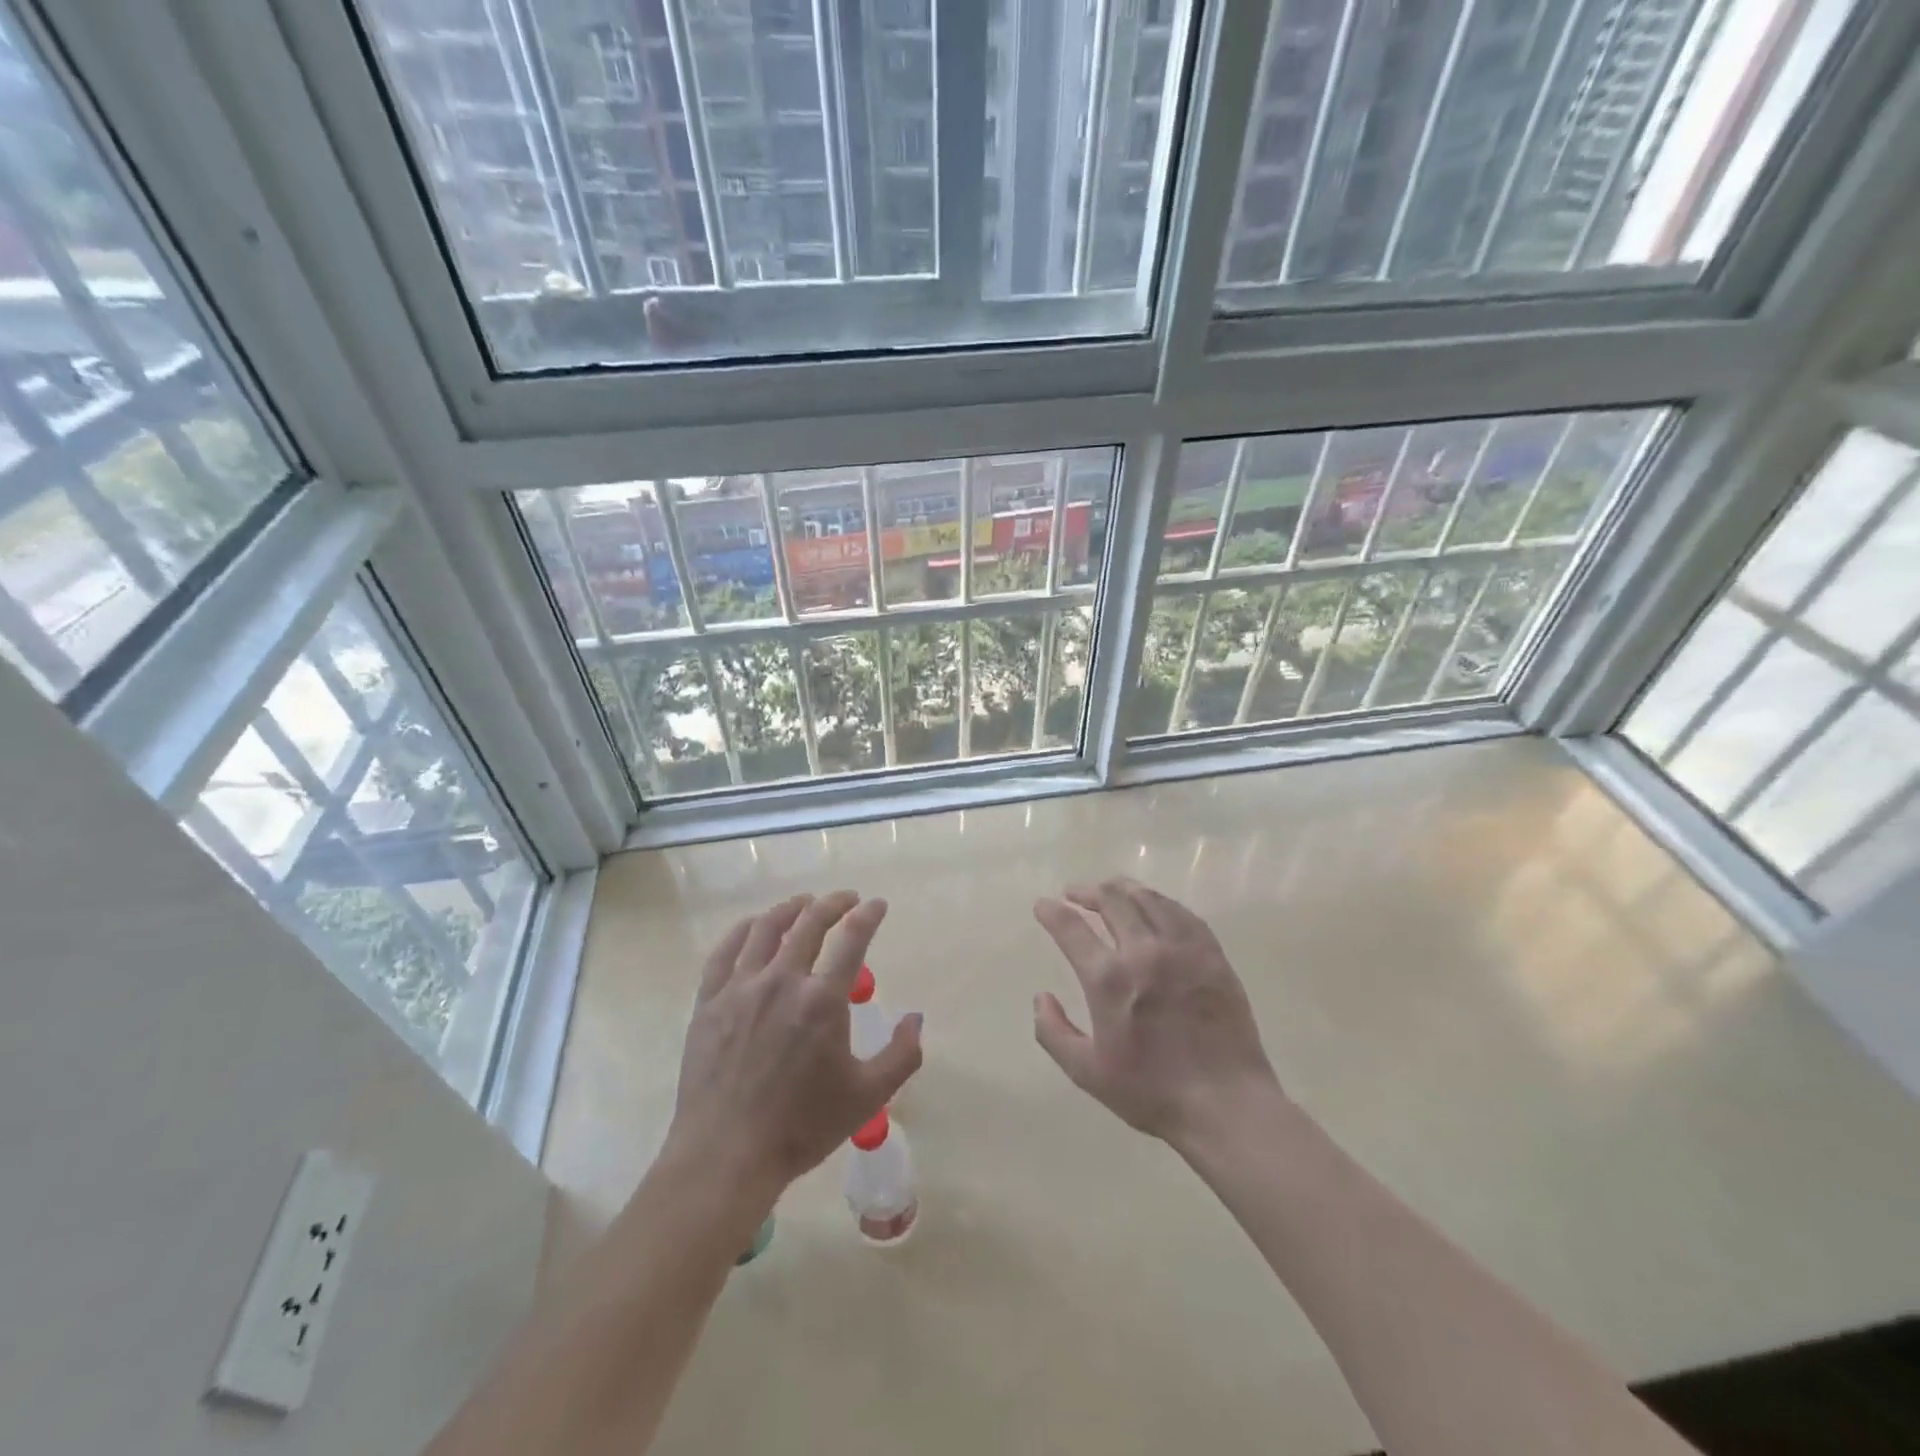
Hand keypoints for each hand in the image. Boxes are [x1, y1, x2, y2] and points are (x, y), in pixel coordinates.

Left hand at [664, 892, 922, 1201]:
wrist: (726, 1155)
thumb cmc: (802, 1127)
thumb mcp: (867, 1097)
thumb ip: (902, 1055)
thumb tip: (916, 1018)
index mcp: (822, 1000)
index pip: (852, 939)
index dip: (868, 915)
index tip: (877, 905)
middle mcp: (782, 981)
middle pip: (809, 923)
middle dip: (833, 904)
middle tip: (846, 899)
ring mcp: (740, 988)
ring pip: (766, 929)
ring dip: (790, 909)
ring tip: (803, 903)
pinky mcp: (709, 1002)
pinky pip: (725, 952)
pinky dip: (743, 930)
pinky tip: (754, 927)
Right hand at [1033, 878, 1281, 1147]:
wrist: (1225, 1104)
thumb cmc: (1151, 1092)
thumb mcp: (1087, 1072)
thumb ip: (1053, 1032)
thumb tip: (1041, 997)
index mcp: (1109, 979)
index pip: (1071, 928)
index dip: (1052, 912)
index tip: (1042, 905)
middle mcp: (1144, 952)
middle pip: (1111, 900)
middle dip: (1086, 891)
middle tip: (1074, 893)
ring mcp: (1182, 949)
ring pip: (1148, 898)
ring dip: (1122, 888)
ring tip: (1110, 889)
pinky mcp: (1212, 955)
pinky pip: (1182, 913)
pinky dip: (1160, 901)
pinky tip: (1154, 905)